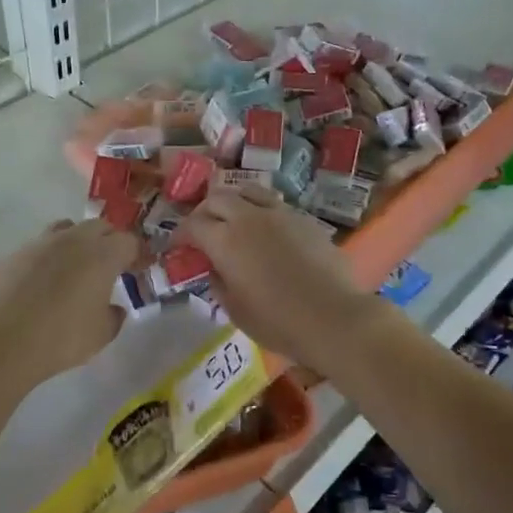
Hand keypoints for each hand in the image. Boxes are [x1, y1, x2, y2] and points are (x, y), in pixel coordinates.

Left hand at [0, 220, 140, 384]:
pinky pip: (36, 250)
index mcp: (102, 255)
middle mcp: (72, 240)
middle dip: (107, 241)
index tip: (137, 269)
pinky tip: (39, 286)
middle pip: (98, 226)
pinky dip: (44, 261)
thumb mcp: (101, 335)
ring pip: (64, 230)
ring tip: (72, 270)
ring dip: (74, 243)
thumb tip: (113, 309)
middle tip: (108, 266)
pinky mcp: (11, 255)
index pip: (129, 241)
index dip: (136, 254)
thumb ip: (113, 316)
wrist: (4, 341)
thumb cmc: (63, 337)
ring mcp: (38, 244)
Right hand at [178, 188, 386, 373]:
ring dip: (234, 202)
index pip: (192, 224)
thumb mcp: (235, 309)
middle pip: (218, 198)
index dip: (180, 234)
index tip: (178, 245)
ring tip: (234, 219)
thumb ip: (218, 282)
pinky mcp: (304, 218)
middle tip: (203, 230)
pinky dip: (261, 211)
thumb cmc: (277, 321)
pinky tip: (266, 231)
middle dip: (205, 212)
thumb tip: (215, 268)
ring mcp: (280, 213)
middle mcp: (249, 217)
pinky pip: (274, 204)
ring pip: (248, 191)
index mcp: (225, 240)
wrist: (333, 317)